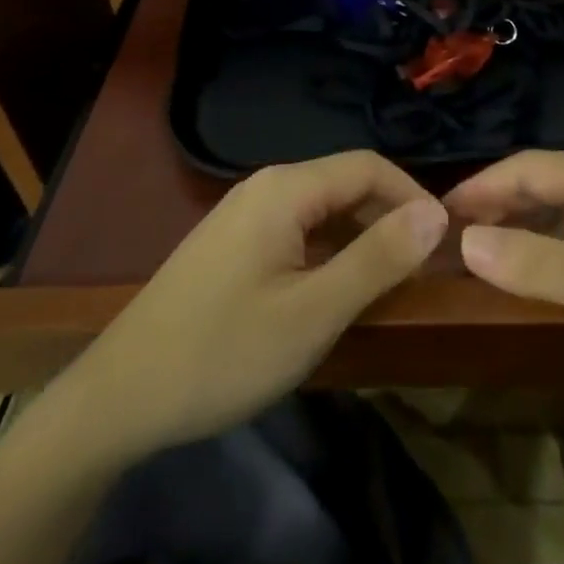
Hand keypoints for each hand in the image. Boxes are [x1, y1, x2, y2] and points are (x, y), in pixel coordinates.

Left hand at [69, 151, 447, 457]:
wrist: (118, 397)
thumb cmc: (224, 352)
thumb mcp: (313, 313)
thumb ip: (378, 258)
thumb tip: (437, 213)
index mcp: (287, 187)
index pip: (370, 166)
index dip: (413, 196)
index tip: (445, 241)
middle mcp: (266, 185)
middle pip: (345, 183)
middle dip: (388, 217)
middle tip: (421, 270)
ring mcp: (244, 212)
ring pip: (321, 208)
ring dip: (360, 236)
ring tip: (387, 283)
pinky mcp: (231, 241)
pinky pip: (296, 229)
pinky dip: (328, 250)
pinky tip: (333, 290)